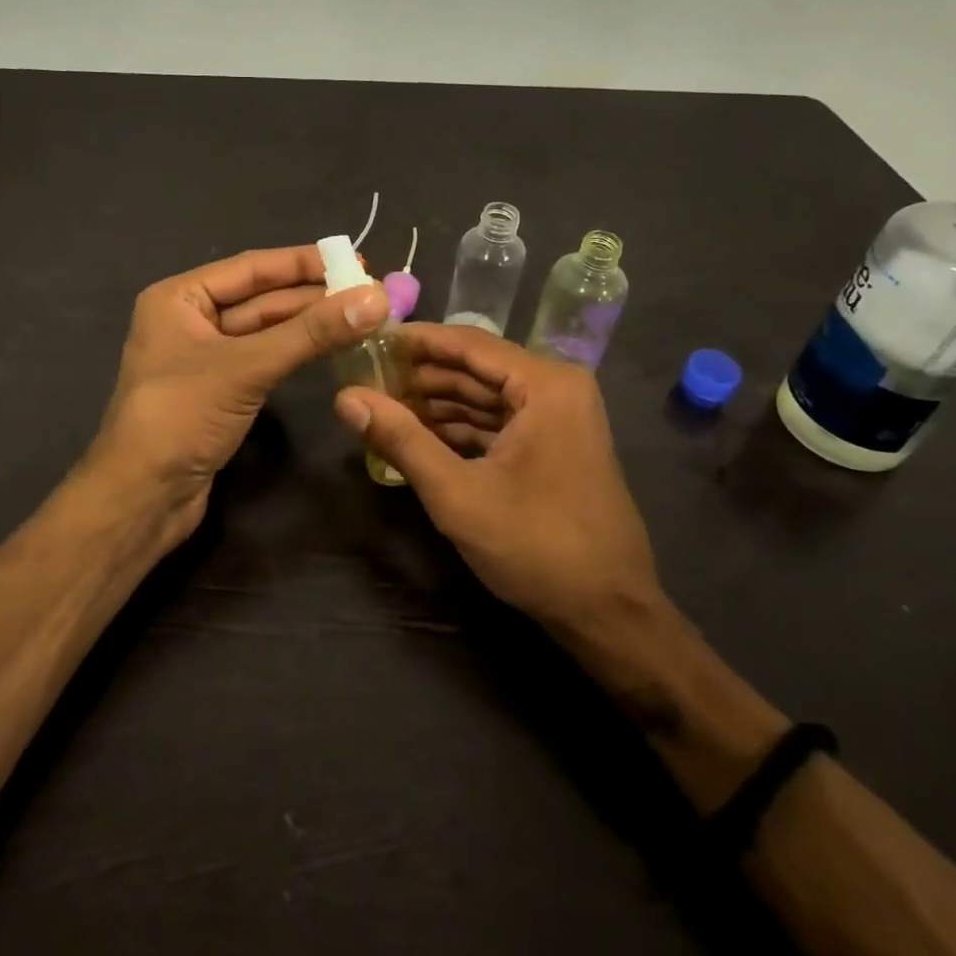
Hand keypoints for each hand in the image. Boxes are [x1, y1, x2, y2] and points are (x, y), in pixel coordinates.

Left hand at [90, 245, 388, 551]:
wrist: (142, 498)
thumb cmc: (182, 416)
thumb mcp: (247, 367)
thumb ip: (310, 333)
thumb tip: (375, 299)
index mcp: (179, 298)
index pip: (252, 268)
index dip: (304, 263)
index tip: (356, 260)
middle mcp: (189, 319)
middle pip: (261, 298)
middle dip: (313, 296)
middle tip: (369, 293)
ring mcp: (204, 358)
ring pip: (265, 331)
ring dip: (309, 325)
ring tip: (362, 317)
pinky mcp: (219, 391)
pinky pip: (263, 359)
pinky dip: (296, 353)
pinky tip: (331, 347)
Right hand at [333, 323, 669, 660]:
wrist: (609, 614)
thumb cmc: (536, 546)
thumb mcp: (457, 493)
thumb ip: (401, 440)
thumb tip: (345, 399)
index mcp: (545, 385)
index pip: (468, 343)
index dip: (415, 341)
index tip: (368, 342)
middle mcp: (558, 388)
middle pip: (477, 368)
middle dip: (422, 377)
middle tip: (367, 381)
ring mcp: (561, 417)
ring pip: (487, 396)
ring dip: (438, 403)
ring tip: (383, 408)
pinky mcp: (556, 445)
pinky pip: (501, 421)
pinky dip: (462, 428)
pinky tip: (420, 436)